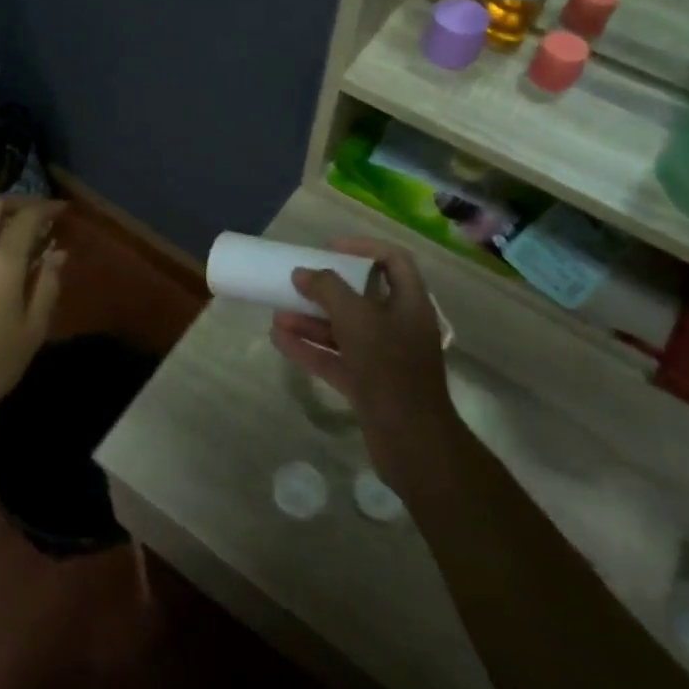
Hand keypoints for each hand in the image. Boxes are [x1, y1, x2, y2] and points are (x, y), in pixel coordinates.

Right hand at [269, 239, 457, 467]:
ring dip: (311, 321)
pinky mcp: (368, 385)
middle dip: (327, 290)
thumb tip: (302, 273)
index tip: (330, 248)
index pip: (393, 261)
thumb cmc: (388, 367)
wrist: (410, 440)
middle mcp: (399, 326)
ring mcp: (383, 358)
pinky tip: (279, 340)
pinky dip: (310, 349)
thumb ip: (327, 290)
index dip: (363, 248)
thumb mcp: (356, 318)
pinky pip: (335, 359)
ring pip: (344, 330)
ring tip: (277, 313)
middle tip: (298, 281)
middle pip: (363, 297)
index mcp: (410, 303)